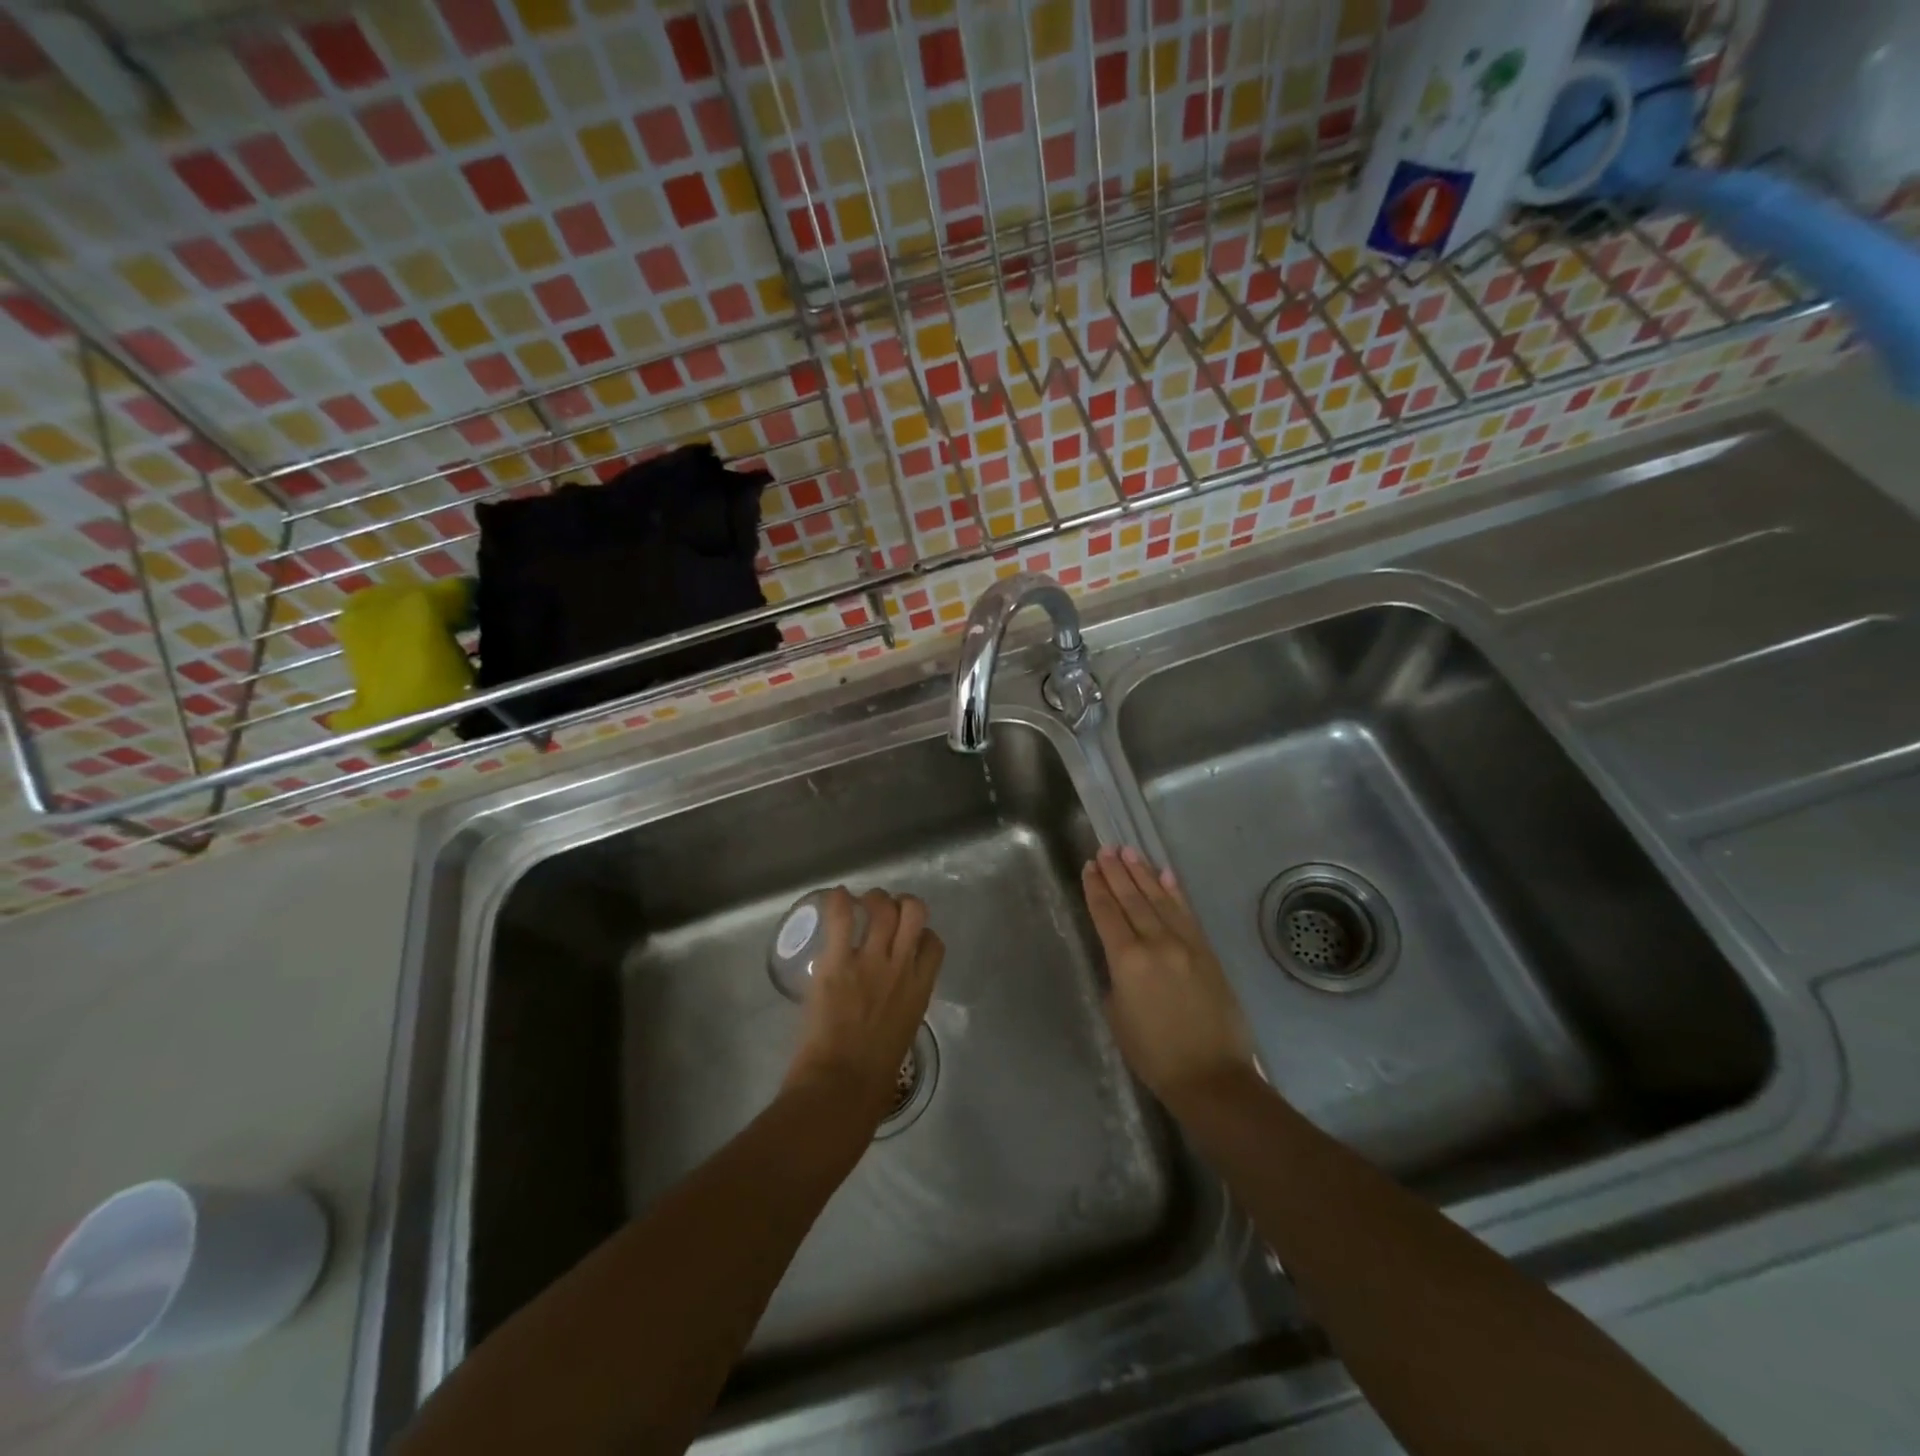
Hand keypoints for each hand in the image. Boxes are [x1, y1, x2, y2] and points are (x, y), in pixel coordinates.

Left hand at [784, 887, 943, 1120]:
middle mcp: (900, 967)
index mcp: (920, 989)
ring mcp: (870, 961)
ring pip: (882, 906)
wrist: (841, 1085)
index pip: (933, 943)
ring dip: (873, 898)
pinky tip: (836, 897)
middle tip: (884, 910)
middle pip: (914, 911)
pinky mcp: (837, 962)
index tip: (907, 937)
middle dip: (901, 903)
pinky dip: (839, 901)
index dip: (922, 933)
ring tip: (859, 903)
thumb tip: (887, 1004)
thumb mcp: (902, 1034)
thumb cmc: (873, 1077)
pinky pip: (842, 917)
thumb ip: (900, 1008)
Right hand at [1082, 846, 1258, 1108]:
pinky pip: (1186, 913)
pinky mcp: (1207, 951)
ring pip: (1159, 899)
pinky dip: (1174, 892)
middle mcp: (1156, 943)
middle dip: (1116, 872)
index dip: (1096, 889)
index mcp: (1127, 960)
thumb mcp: (1117, 1015)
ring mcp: (1185, 944)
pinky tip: (1165, 875)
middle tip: (1105, 849)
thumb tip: (1122, 958)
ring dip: (1142, 874)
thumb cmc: (1153, 1054)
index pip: (1106, 914)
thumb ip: (1116, 977)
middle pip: (1131, 899)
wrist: (1211, 1076)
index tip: (1089, 867)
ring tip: (1128, 852)